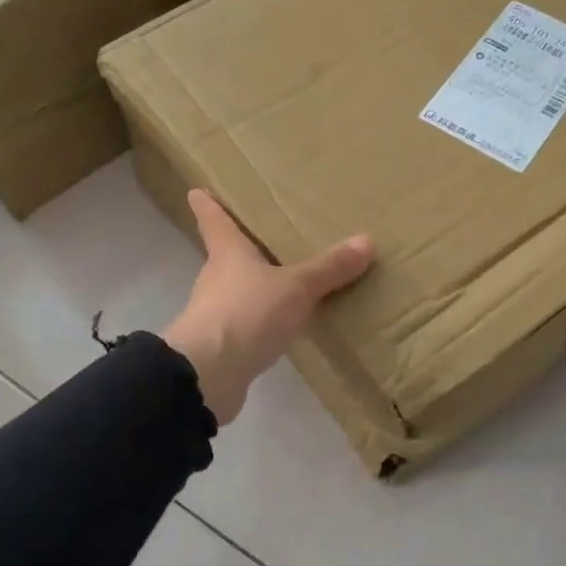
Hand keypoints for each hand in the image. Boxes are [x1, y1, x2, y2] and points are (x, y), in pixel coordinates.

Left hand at [163, 189, 374, 423]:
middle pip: (227, 255)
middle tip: (266, 235)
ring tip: (286, 281)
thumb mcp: (296, 288)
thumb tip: (366, 240)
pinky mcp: (222, 346)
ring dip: (256, 286)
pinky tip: (283, 326)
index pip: (213, 220)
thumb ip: (329, 268)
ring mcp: (215, 314)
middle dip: (243, 247)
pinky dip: (262, 321)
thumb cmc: (247, 314)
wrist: (208, 374)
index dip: (208, 204)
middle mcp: (216, 278)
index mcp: (228, 253)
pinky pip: (247, 324)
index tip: (199, 191)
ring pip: (237, 291)